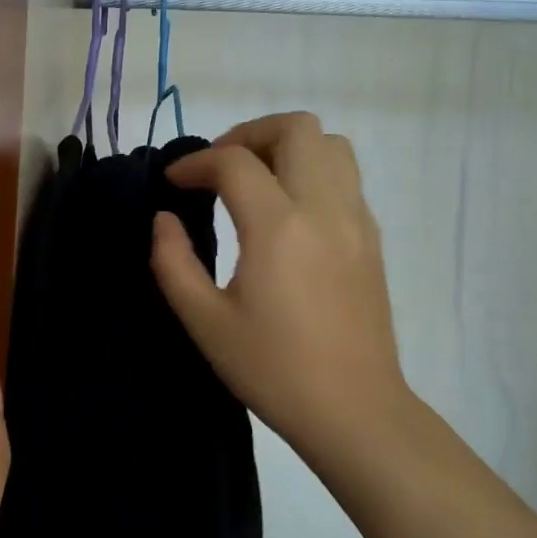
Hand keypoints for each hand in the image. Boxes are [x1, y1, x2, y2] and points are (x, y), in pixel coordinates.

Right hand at [151, 112, 409, 477]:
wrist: (352, 409)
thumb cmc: (272, 369)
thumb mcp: (204, 321)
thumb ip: (173, 262)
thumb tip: (165, 220)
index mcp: (278, 227)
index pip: (234, 163)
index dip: (195, 163)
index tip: (173, 183)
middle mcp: (324, 208)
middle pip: (295, 128)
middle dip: (247, 134)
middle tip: (218, 169)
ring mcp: (356, 220)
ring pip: (330, 144)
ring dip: (286, 147)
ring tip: (254, 181)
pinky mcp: (372, 239)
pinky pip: (345, 177)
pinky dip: (310, 172)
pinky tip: (286, 213)